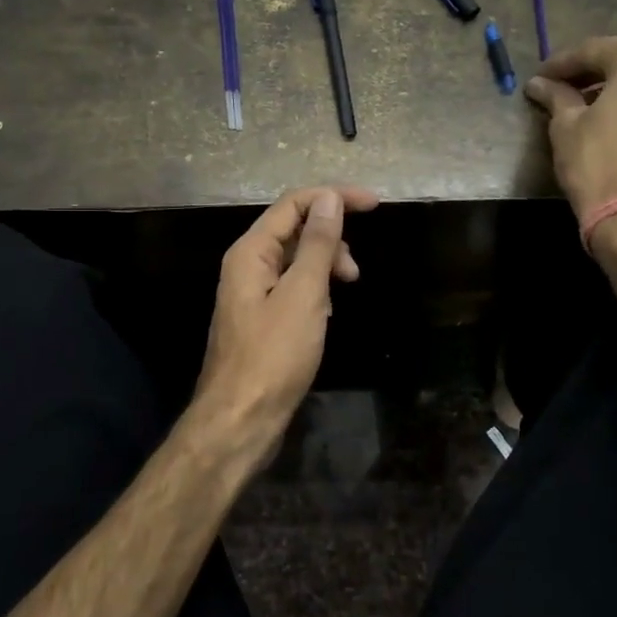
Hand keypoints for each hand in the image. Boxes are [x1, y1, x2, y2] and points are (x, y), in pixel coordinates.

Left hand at [191, 184, 379, 465]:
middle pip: (294, 229)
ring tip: (343, 293)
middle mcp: (247, 265)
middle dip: (330, 239)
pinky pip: (293, 288)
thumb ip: (316, 244)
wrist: (241, 419)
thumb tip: (329, 198)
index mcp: (250, 252)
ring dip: (325, 267)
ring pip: (295, 261)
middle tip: (354, 272)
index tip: (375, 204)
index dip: (334, 197)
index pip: (293, 204)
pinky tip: (326, 315)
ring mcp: (252, 293)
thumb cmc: (273, 355)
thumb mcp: (303, 295)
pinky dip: (315, 291)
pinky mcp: (262, 318)